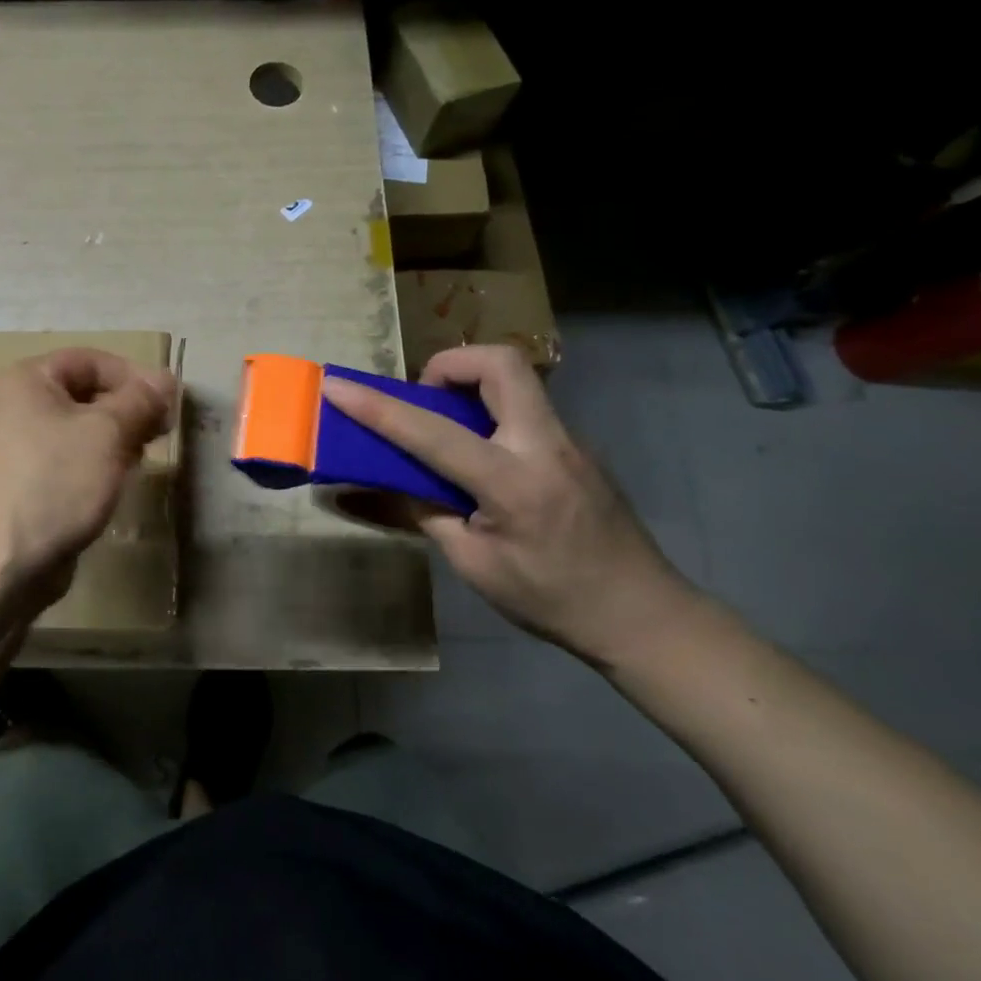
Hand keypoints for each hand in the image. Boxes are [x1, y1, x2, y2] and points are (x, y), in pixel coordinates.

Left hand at [0, 348, 176, 608]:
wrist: (0, 562)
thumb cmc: (54, 482)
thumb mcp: (106, 432)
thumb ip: (140, 401)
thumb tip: (165, 380)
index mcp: (27, 380)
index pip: (90, 360)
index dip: (133, 375)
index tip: (169, 403)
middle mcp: (17, 406)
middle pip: (85, 393)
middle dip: (127, 410)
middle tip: (162, 432)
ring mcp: (19, 448)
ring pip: (81, 430)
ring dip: (116, 439)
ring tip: (143, 459)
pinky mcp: (27, 484)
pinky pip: (70, 461)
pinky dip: (98, 466)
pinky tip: (118, 483)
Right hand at [322, 345, 697, 666]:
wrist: (645, 616)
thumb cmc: (552, 599)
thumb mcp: (473, 565)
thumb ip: (425, 512)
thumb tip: (383, 485)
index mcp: (513, 482)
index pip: (431, 432)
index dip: (376, 408)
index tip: (335, 386)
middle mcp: (545, 445)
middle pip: (499, 363)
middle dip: (448, 365)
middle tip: (424, 400)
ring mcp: (569, 440)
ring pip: (515, 379)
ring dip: (470, 386)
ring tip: (447, 430)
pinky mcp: (577, 446)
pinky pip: (525, 407)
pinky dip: (490, 413)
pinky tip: (482, 459)